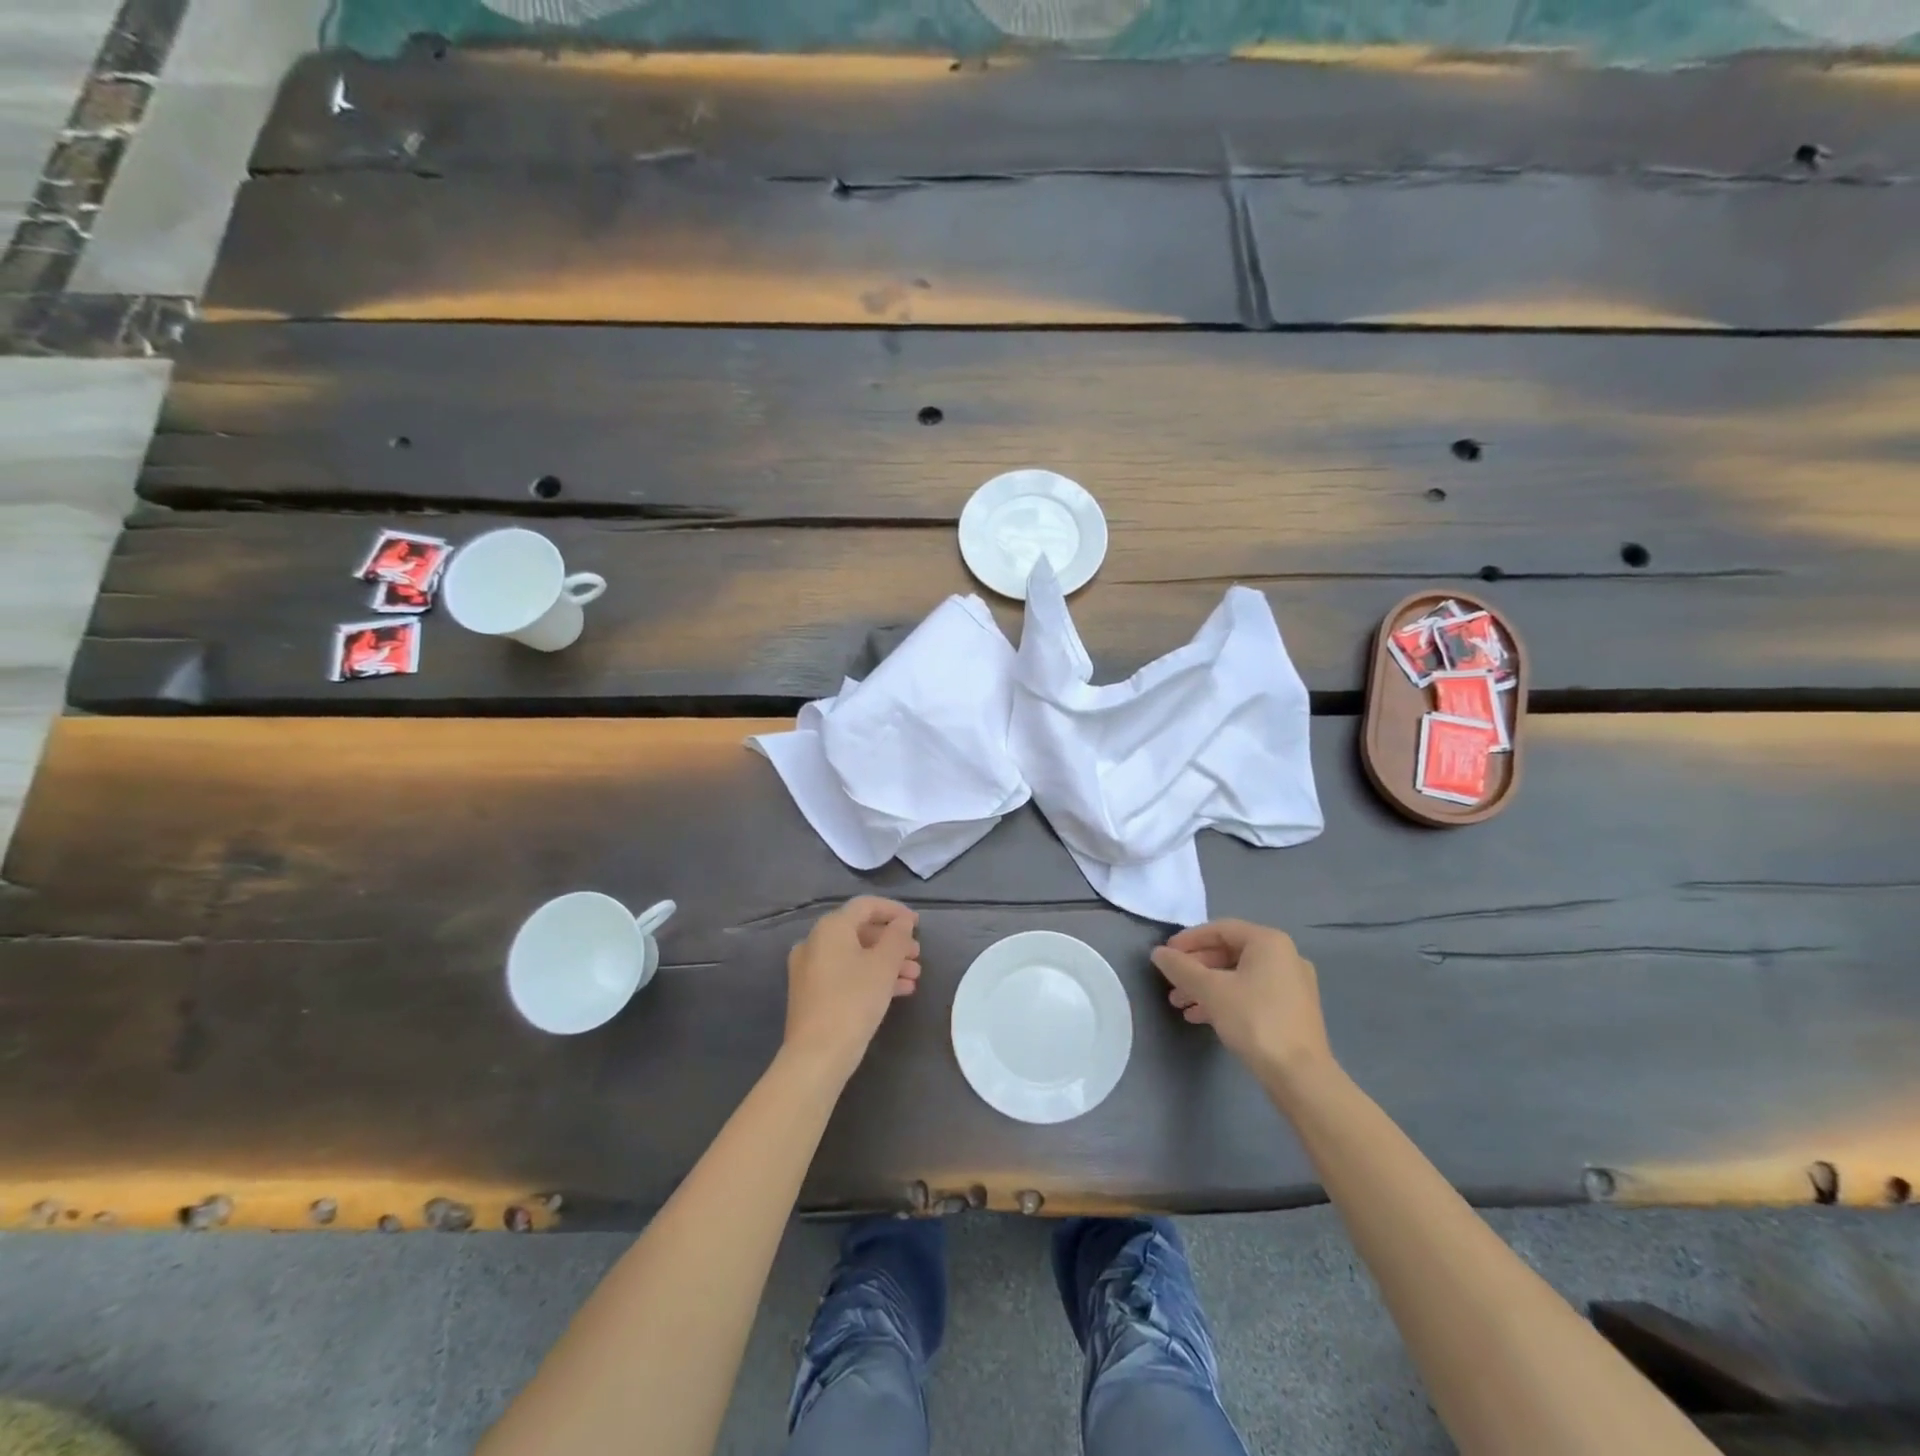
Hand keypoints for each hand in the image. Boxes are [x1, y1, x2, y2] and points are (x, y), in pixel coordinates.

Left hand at [783, 896, 921, 1082]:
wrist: (817, 1055)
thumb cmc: (854, 1001)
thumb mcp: (884, 965)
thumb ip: (897, 937)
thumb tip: (903, 922)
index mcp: (830, 928)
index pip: (866, 906)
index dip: (895, 911)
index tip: (918, 924)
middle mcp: (815, 942)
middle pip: (860, 931)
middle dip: (893, 942)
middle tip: (917, 955)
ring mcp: (810, 969)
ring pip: (855, 955)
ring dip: (886, 961)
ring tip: (914, 977)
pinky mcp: (811, 993)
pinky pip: (845, 973)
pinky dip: (870, 976)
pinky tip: (898, 991)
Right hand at [1150, 920, 1331, 1080]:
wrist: (1301, 1076)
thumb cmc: (1254, 1020)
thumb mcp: (1210, 990)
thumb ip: (1181, 968)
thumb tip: (1158, 953)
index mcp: (1269, 942)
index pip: (1220, 929)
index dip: (1188, 940)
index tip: (1166, 955)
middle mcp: (1285, 956)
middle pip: (1229, 952)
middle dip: (1196, 967)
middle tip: (1172, 982)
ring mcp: (1292, 985)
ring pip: (1239, 975)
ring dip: (1207, 986)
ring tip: (1180, 1003)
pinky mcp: (1293, 1010)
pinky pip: (1252, 993)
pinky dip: (1226, 999)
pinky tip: (1202, 1017)